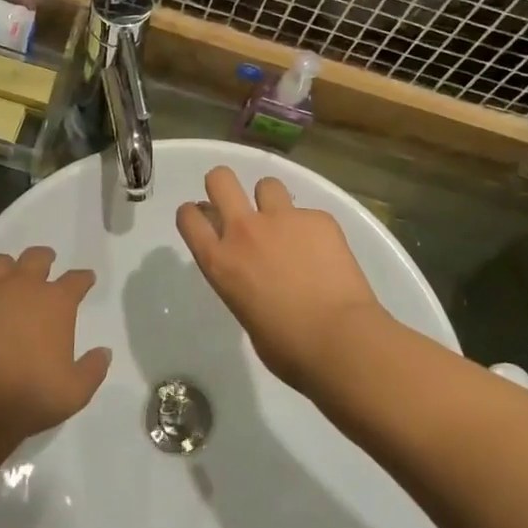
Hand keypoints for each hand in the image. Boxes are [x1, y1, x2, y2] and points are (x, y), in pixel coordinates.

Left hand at [0, 247, 110, 438]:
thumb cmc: (30, 395)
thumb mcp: (75, 392)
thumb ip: (92, 369)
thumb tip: (104, 352)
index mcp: (56, 303)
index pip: (76, 280)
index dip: (83, 278)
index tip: (86, 279)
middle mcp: (23, 288)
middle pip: (36, 257)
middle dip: (44, 257)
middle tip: (45, 261)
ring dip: (3, 267)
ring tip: (4, 276)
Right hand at [175, 166, 390, 391]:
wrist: (339, 339)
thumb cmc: (287, 347)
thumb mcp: (245, 313)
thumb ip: (241, 282)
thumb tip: (254, 274)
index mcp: (220, 262)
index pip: (189, 217)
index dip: (193, 214)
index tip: (204, 219)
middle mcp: (245, 230)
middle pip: (220, 179)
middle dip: (223, 185)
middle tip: (236, 204)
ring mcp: (283, 219)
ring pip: (267, 184)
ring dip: (270, 202)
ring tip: (287, 227)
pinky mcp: (318, 218)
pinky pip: (308, 213)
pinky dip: (312, 228)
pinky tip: (325, 253)